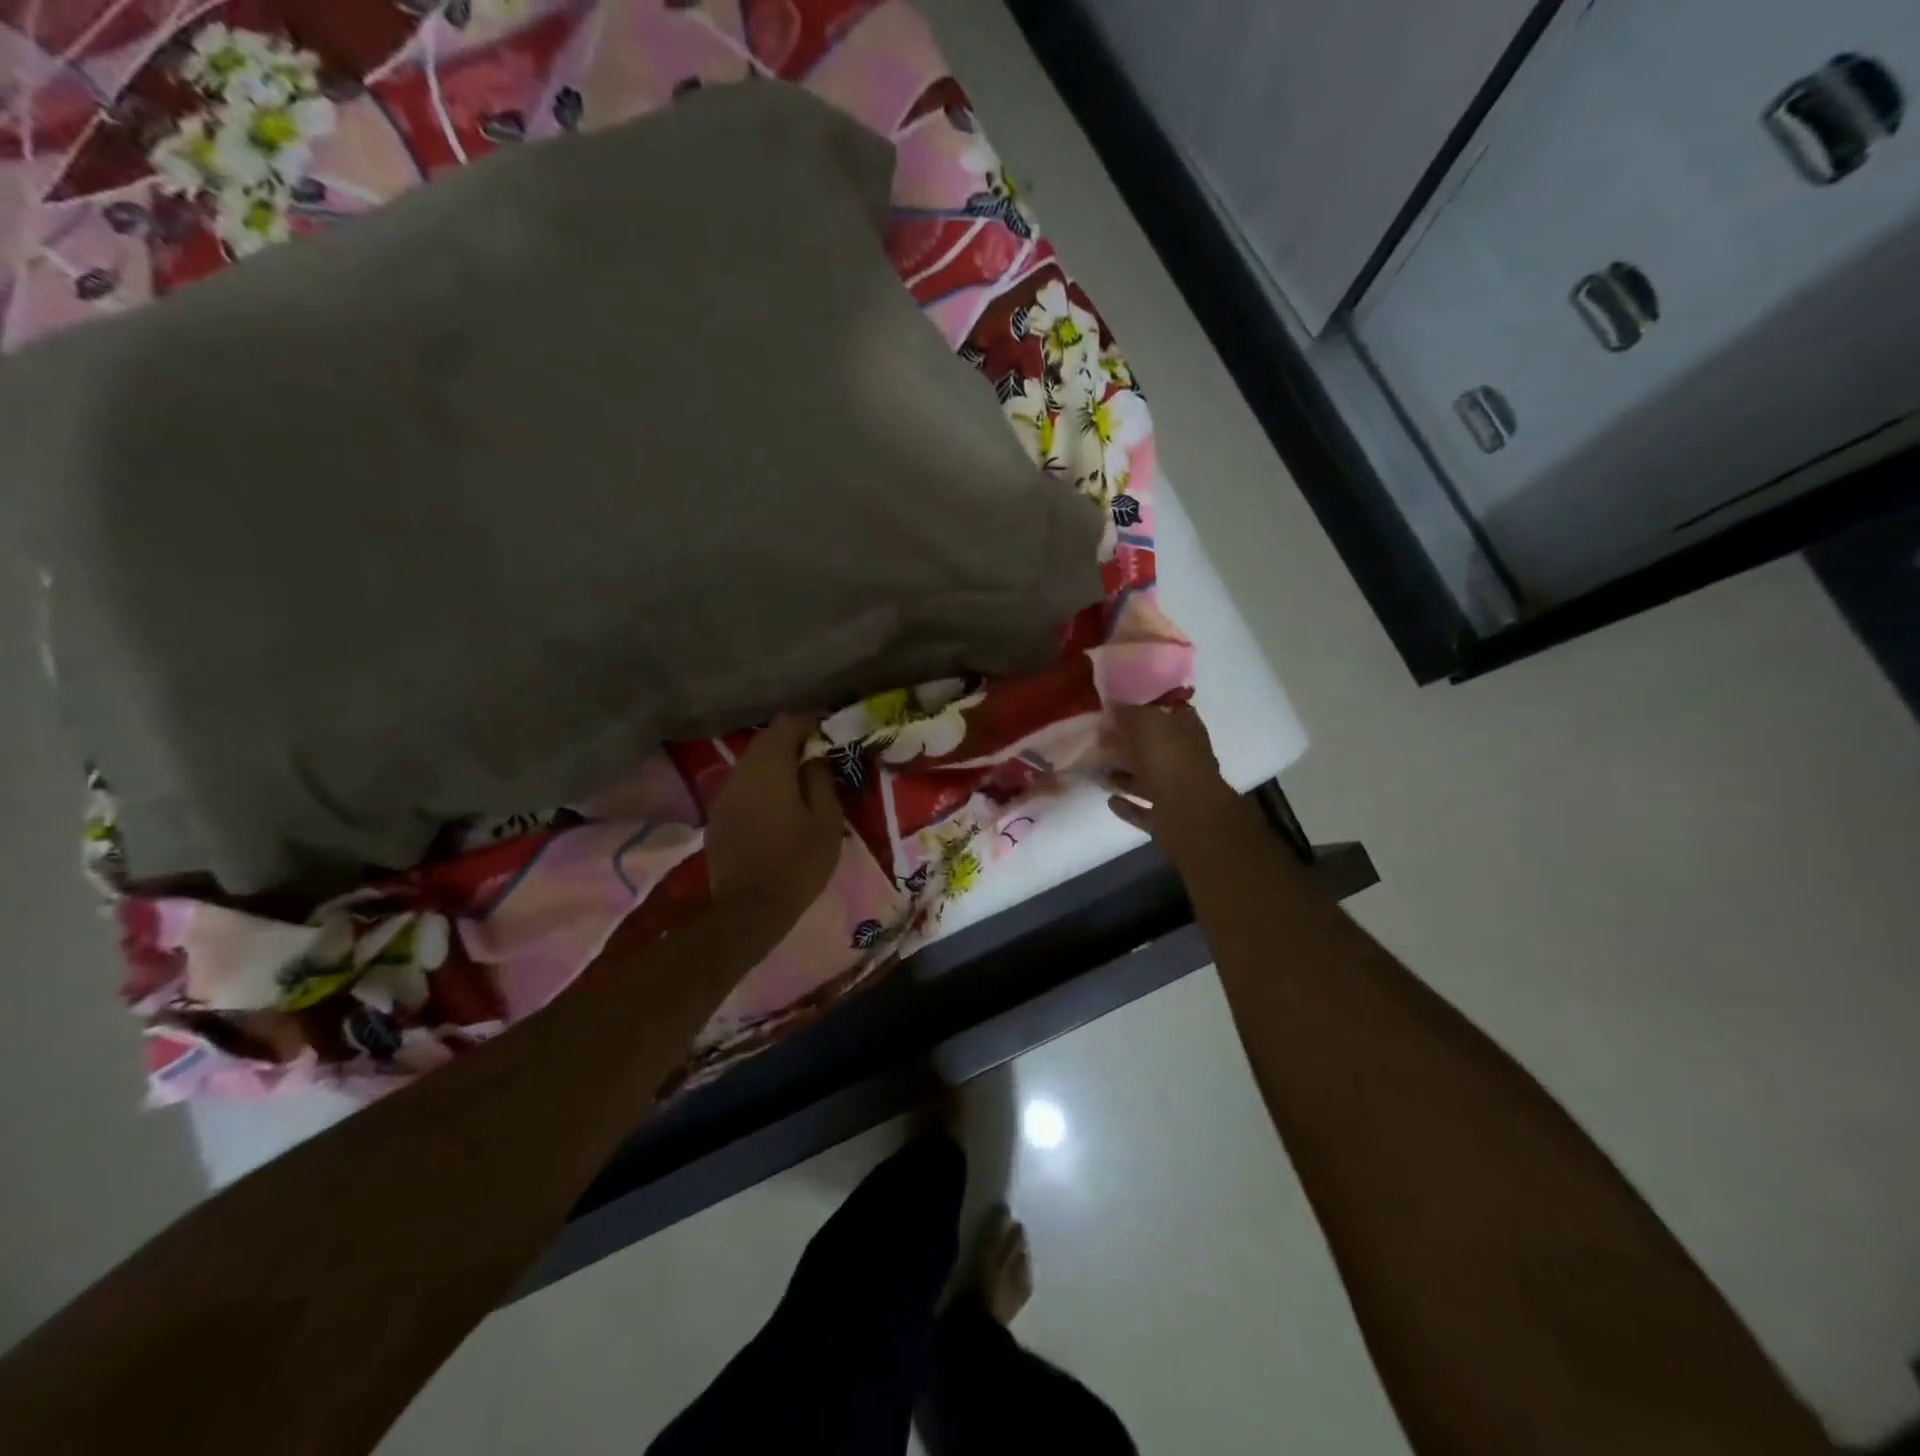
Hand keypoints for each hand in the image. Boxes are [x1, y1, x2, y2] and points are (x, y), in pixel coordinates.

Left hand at [706, 713, 844, 934]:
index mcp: (770, 767)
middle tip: (819, 756)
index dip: (810, 721)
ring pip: (752, 763)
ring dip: (776, 763)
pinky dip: (762, 784)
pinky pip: (743, 786)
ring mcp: (724, 794)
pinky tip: (778, 805)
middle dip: (793, 741)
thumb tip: (816, 758)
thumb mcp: (826, 822)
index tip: (830, 732)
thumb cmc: (797, 863)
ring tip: (801, 780)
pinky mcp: (718, 815)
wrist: (748, 909)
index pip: (787, 723)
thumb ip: (822, 781)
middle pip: (766, 740)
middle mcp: (741, 772)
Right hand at [1104, 701, 1241, 848]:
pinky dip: (1127, 806)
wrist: (1190, 816)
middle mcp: (1185, 760)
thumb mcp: (1147, 724)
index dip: (1145, 710)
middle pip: (1153, 749)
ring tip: (1097, 771)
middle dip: (1128, 746)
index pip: (1168, 714)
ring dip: (1123, 777)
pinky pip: (1143, 810)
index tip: (1118, 710)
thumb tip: (1112, 705)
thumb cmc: (1170, 761)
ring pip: (1147, 780)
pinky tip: (1109, 801)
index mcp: (1186, 732)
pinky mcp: (1167, 820)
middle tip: (1099, 742)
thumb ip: (1129, 714)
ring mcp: (1178, 792)